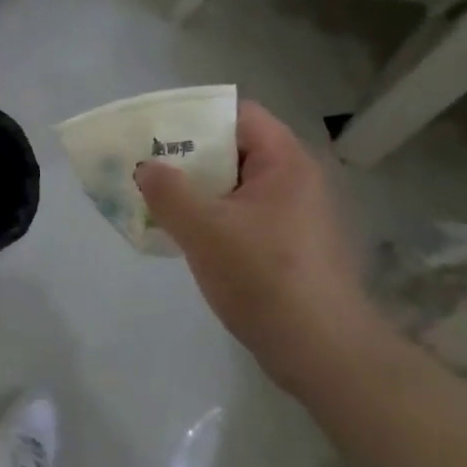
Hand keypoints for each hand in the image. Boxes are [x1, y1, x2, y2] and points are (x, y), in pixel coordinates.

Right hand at [135, 100, 381, 391]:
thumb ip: (168, 191)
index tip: (156, 134)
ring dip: (196, 192)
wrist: (321, 351)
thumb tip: (146, 167)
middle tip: (146, 169)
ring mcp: (293, 216)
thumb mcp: (205, 229)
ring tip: (155, 202)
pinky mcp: (287, 247)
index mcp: (285, 163)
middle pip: (234, 150)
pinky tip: (182, 237)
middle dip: (187, 158)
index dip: (195, 118)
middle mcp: (294, 181)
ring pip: (234, 188)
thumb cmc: (264, 277)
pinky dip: (211, 219)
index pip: (238, 115)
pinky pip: (241, 217)